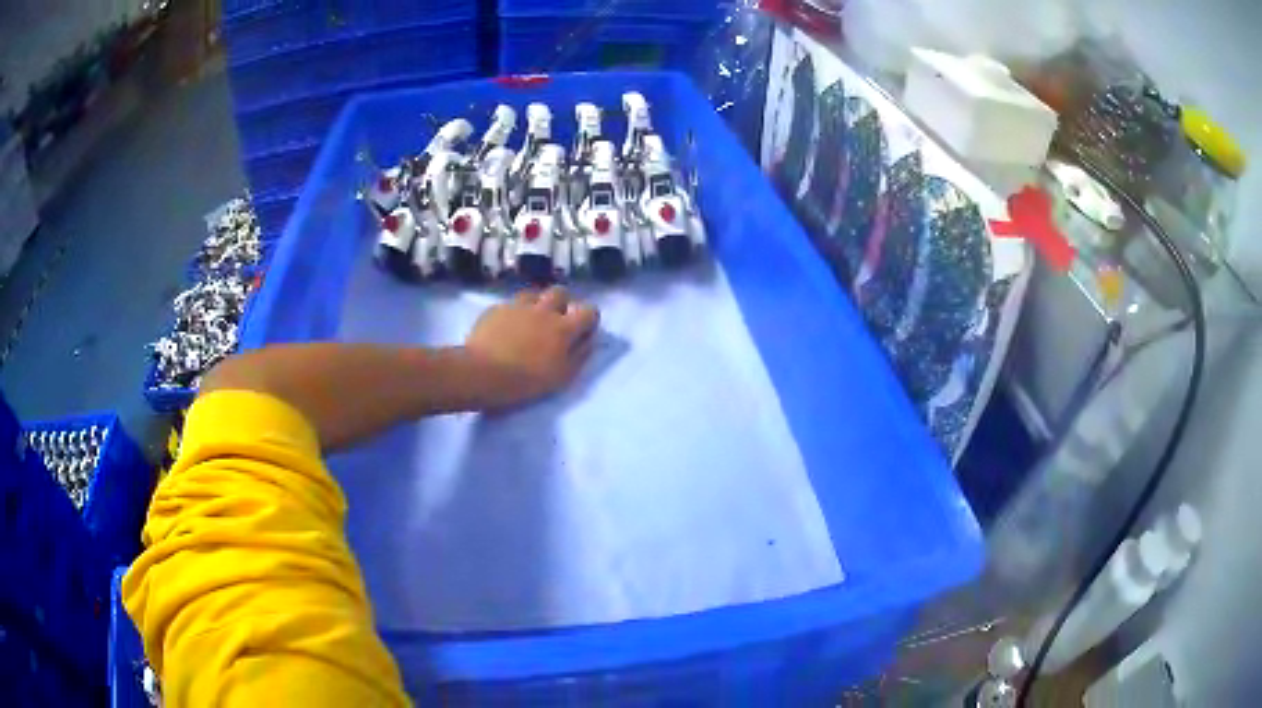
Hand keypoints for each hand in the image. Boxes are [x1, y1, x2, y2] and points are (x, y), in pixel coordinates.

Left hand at [461, 286, 599, 410]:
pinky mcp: (496, 309)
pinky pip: (511, 304)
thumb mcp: (561, 377)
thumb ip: (579, 355)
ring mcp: (518, 306)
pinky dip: (514, 313)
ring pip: (534, 294)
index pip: (589, 311)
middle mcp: (544, 310)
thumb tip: (588, 340)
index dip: (589, 319)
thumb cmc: (525, 381)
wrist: (481, 373)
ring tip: (530, 321)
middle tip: (556, 322)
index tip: (583, 331)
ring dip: (537, 304)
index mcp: (564, 328)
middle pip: (561, 293)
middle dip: (562, 303)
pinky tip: (507, 327)